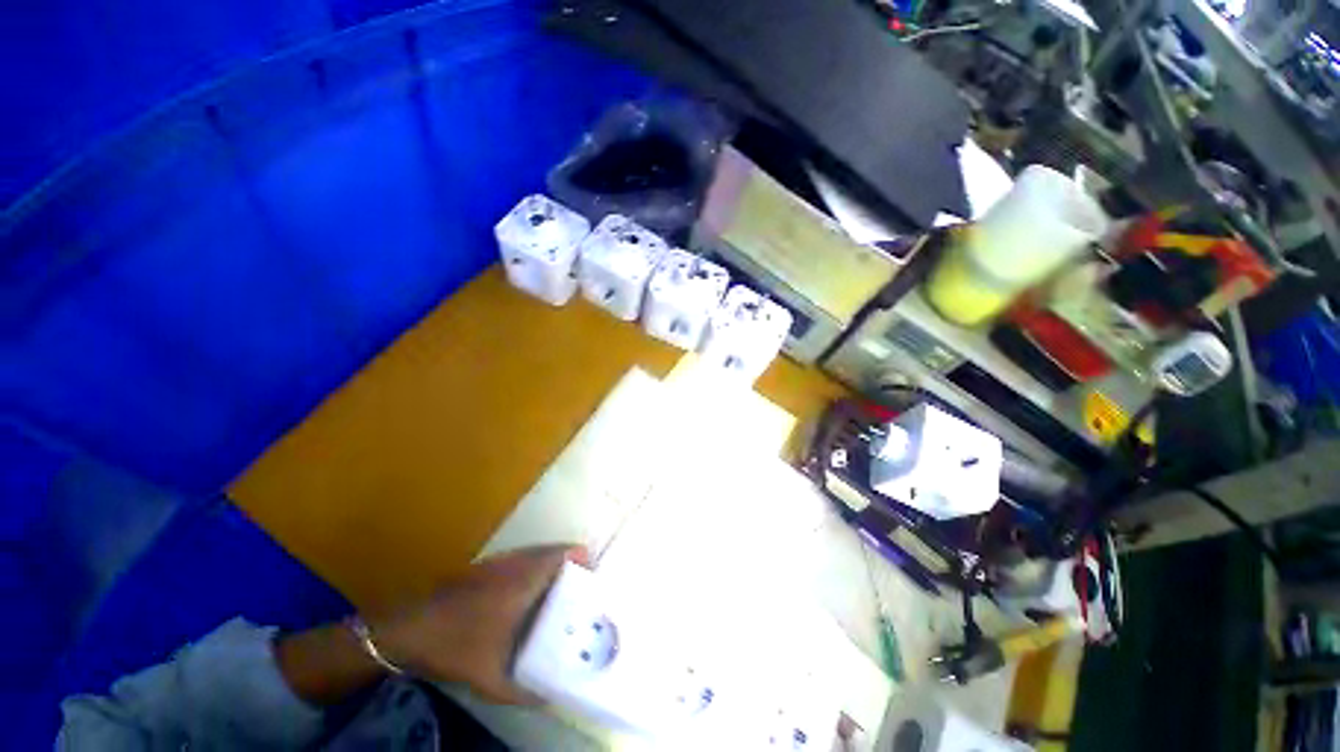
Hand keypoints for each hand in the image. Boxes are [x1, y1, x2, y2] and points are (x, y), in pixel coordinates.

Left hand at [371, 544, 588, 703]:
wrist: (409, 629)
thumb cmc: (456, 647)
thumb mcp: (490, 679)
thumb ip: (523, 693)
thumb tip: (550, 700)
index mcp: (524, 582)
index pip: (562, 554)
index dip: (581, 557)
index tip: (593, 573)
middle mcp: (516, 564)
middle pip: (553, 550)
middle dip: (571, 561)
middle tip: (582, 583)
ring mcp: (499, 562)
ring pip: (537, 551)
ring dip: (553, 562)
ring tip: (563, 587)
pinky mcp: (486, 566)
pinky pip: (521, 558)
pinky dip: (535, 566)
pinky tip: (531, 592)